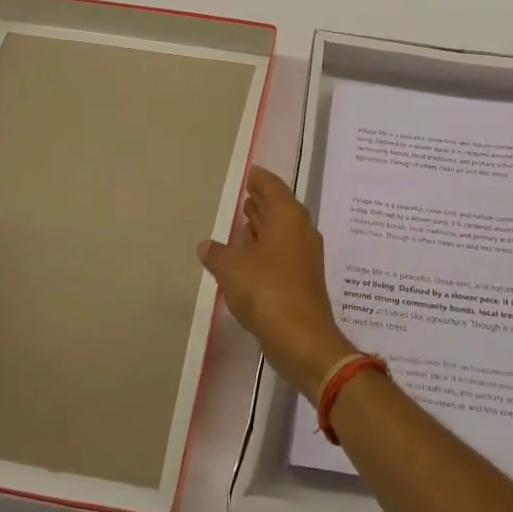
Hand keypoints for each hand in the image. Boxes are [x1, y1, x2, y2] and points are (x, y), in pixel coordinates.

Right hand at [199, 167, 357, 402]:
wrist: (302, 339)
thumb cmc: (267, 291)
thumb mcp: (232, 269)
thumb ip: (217, 254)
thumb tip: (206, 245)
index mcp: (288, 217)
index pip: (273, 187)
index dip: (260, 179)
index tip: (250, 173)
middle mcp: (301, 230)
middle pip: (280, 208)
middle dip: (263, 201)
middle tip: (246, 193)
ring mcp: (306, 256)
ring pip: (282, 231)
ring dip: (265, 226)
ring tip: (245, 221)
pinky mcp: (304, 279)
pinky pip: (283, 252)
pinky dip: (267, 248)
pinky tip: (251, 257)